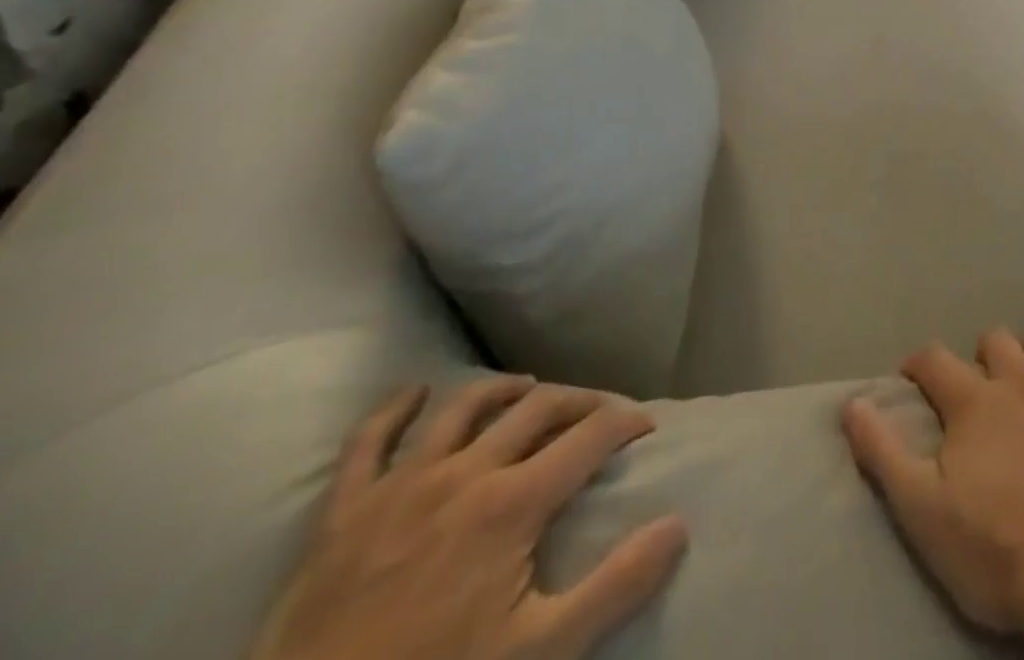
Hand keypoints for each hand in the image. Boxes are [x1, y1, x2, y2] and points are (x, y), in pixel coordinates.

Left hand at [252, 376, 686, 659]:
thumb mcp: (541, 654)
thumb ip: (615, 586)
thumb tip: (678, 525)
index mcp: (512, 503)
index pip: (590, 436)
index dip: (627, 422)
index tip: (646, 427)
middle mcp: (464, 474)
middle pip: (537, 409)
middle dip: (579, 401)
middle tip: (599, 412)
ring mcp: (400, 486)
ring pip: (463, 408)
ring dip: (503, 390)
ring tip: (527, 389)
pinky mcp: (345, 512)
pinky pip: (367, 443)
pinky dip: (392, 410)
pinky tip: (414, 393)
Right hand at [842, 327, 1023, 634]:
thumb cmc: (997, 550)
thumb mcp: (922, 510)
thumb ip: (883, 452)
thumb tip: (851, 402)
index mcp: (974, 402)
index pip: (934, 360)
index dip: (919, 363)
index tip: (912, 377)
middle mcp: (1020, 380)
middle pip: (996, 340)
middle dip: (983, 355)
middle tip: (981, 385)